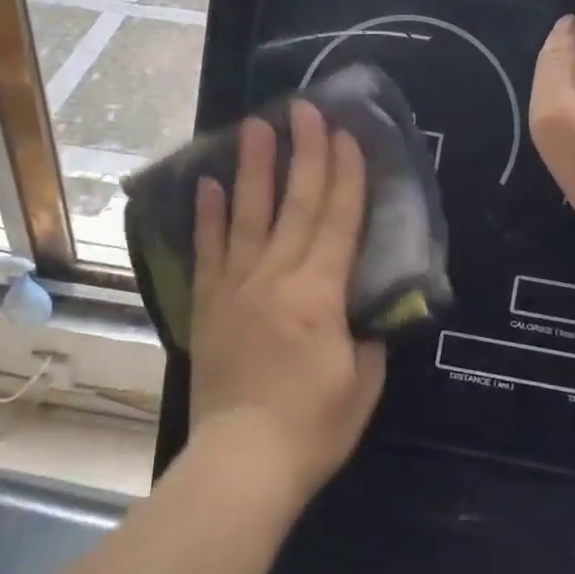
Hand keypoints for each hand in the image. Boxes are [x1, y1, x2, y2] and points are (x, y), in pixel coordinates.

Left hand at [188, 100, 386, 505]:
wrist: (241, 465)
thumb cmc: (312, 429)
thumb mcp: (362, 384)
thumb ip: (367, 335)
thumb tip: (363, 306)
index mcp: (320, 295)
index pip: (338, 221)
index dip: (346, 175)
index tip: (348, 135)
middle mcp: (276, 278)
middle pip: (296, 204)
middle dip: (305, 152)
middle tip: (305, 108)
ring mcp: (236, 287)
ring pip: (248, 215)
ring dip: (254, 167)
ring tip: (255, 125)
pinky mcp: (208, 304)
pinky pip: (208, 251)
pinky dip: (208, 215)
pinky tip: (207, 182)